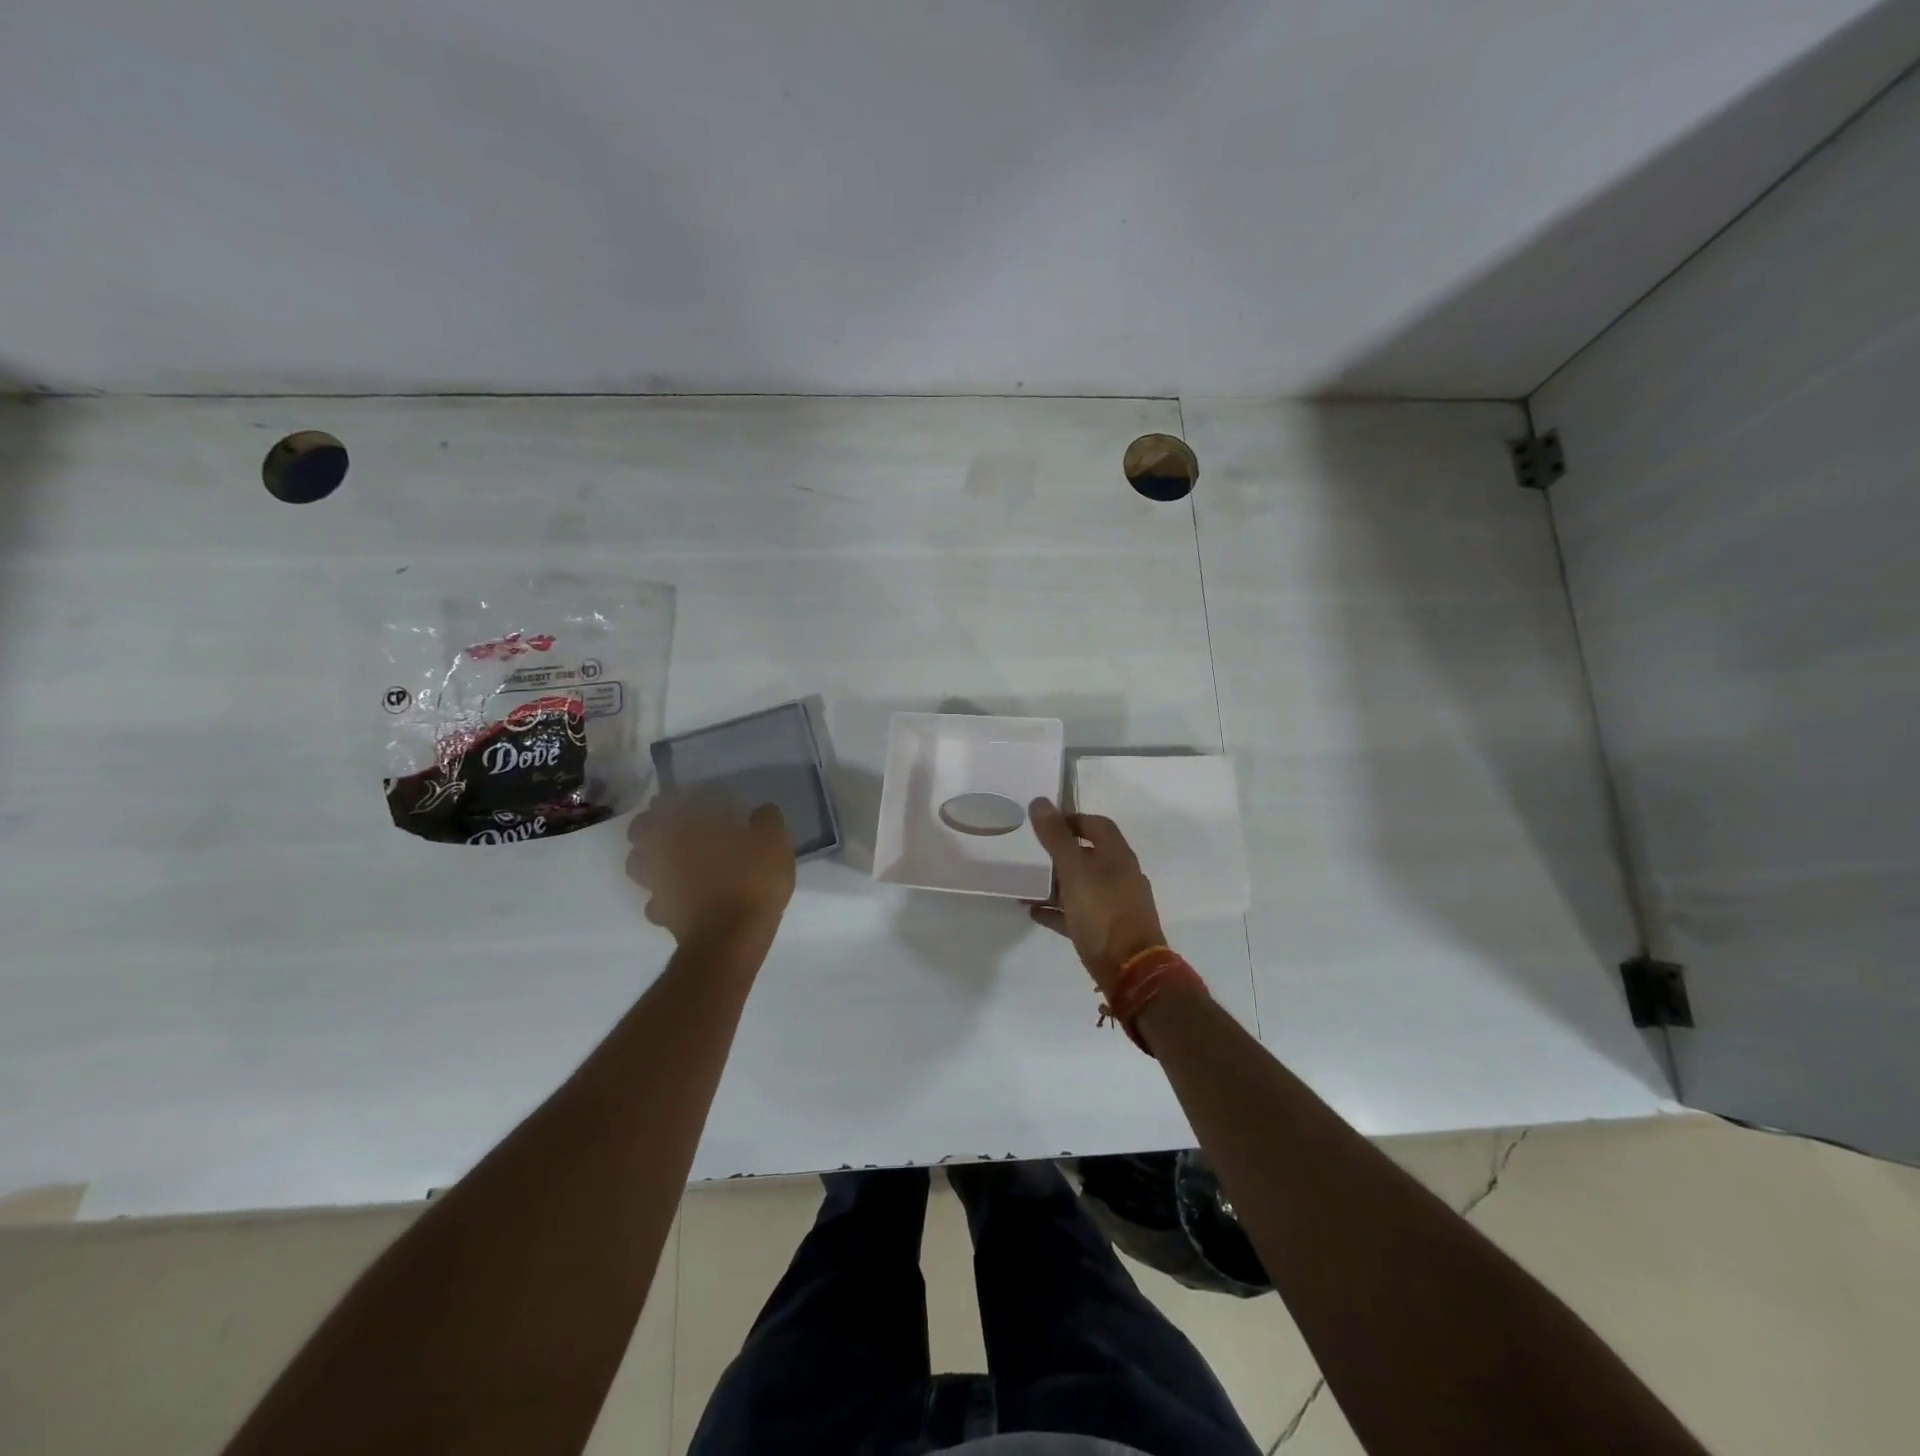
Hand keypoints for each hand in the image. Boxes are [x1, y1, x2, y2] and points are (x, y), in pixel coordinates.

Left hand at [625, 792, 795, 942]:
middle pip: (641, 830)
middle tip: (675, 824)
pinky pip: (655, 900)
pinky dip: (663, 895)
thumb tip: (761, 811)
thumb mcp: (773, 842)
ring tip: (672, 858)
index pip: (671, 801)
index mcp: (688, 827)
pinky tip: (680, 896)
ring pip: (639, 864)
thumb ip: (766, 820)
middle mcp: (664, 852)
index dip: (679, 796)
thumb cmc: (751, 881)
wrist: (730, 939)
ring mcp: (658, 884)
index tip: (695, 796)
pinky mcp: (662, 914)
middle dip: (653, 824)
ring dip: (649, 857)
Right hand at [1026, 797, 1166, 993]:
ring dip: (1057, 882)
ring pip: (1083, 885)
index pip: (1097, 824)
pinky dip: (1058, 910)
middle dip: (1062, 851)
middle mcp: (1120, 876)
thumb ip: (1056, 837)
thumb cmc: (1103, 912)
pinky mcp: (1107, 931)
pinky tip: (1034, 911)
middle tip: (1033, 851)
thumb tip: (1040, 801)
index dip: (1072, 819)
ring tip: (1028, 882)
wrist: (1131, 970)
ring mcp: (1116, 905)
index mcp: (1117, 855)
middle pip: (1090, 854)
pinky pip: (1078, 913)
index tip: (1045, 821)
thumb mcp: (1074, 870)